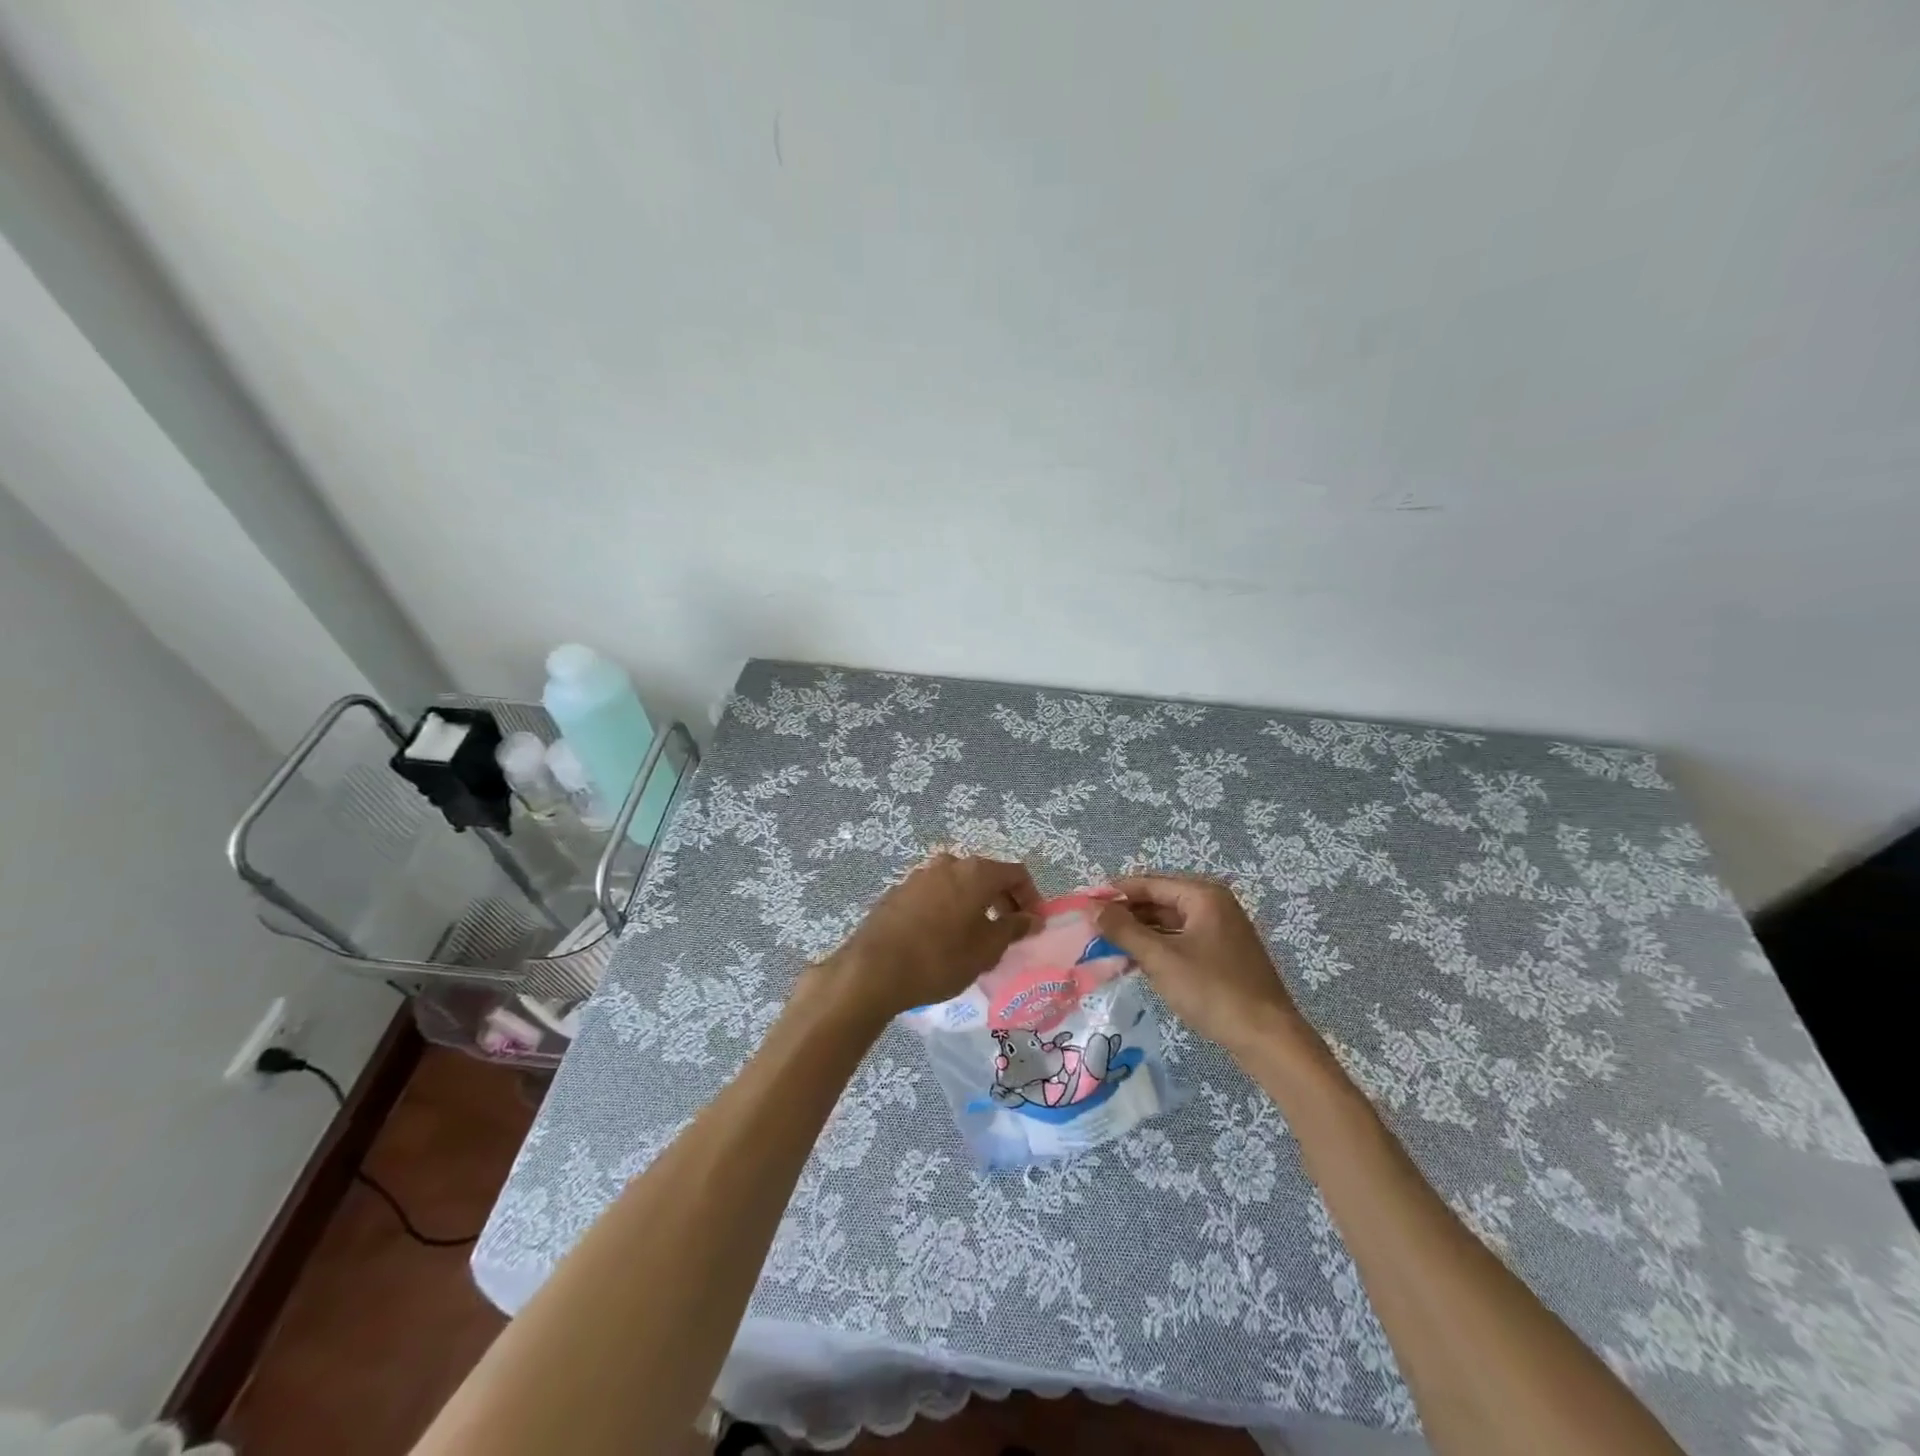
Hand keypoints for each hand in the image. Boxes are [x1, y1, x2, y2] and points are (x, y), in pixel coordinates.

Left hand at [809, 853, 1041, 1024]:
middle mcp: (949, 864)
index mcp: (975, 872)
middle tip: (1009, 932)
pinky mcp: (899, 892)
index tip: (1034, 925)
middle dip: (1003, 901)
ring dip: (975, 905)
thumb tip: (1032, 918)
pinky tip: (944, 938)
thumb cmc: (940, 959)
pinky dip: (949, 909)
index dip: (1031, 897)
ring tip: (977, 938)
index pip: (1016, 873)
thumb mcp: (986, 949)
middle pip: (987, 876)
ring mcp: (920, 876)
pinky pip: (936, 895)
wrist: (873, 969)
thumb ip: (1013, 928)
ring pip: (959, 885)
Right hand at [1095, 874, 1311, 1057]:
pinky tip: (1135, 961)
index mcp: (1204, 895)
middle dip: (1126, 914)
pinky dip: (1157, 948)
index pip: (1149, 883)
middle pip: (1159, 901)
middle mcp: (1214, 905)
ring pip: (1169, 923)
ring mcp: (1221, 932)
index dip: (1115, 892)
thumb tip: (1091, 907)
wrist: (1267, 1039)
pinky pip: (1181, 941)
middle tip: (1091, 928)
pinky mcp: (1222, 956)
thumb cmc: (1212, 990)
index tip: (1084, 904)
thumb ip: (1123, 930)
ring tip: (1105, 945)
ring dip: (1140, 933)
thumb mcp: (1161, 958)